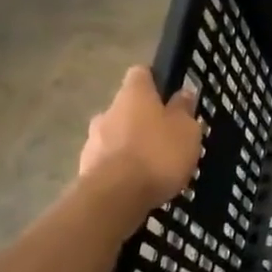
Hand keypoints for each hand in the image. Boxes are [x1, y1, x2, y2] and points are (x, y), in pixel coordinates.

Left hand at [78, 66, 203, 208]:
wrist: (114, 197)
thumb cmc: (157, 153)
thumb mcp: (186, 130)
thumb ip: (184, 109)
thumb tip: (183, 93)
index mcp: (133, 94)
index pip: (141, 73)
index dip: (155, 80)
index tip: (169, 95)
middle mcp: (108, 111)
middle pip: (127, 107)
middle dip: (143, 119)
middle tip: (165, 137)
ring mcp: (92, 141)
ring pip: (115, 135)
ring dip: (130, 145)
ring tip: (152, 166)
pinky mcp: (85, 169)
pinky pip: (108, 161)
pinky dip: (121, 168)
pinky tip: (137, 184)